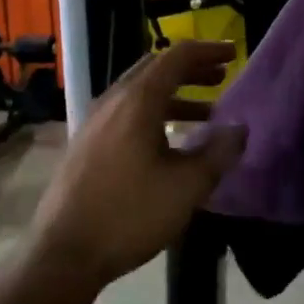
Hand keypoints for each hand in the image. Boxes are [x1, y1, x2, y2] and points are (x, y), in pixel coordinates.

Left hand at [30, 40, 247, 288]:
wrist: (64, 253)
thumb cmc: (129, 214)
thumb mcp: (186, 187)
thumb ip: (218, 153)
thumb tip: (240, 129)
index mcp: (137, 101)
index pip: (176, 57)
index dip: (208, 50)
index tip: (234, 53)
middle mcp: (112, 101)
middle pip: (155, 69)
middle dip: (192, 70)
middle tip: (222, 77)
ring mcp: (94, 122)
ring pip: (140, 93)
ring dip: (175, 95)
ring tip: (207, 114)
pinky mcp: (86, 144)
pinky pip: (126, 114)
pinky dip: (155, 114)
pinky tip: (169, 142)